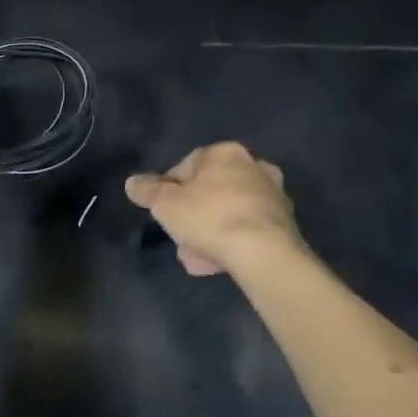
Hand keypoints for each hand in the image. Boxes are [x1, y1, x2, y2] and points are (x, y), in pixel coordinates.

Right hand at [125, 142, 302, 275]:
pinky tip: (217, 263)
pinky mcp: (285, 224)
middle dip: (193, 215)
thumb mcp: (165, 204)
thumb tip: (132, 183)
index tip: (162, 212)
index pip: (186, 166)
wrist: (264, 253)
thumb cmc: (209, 217)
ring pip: (229, 212)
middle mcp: (253, 166)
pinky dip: (232, 243)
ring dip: (210, 233)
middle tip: (180, 238)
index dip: (169, 190)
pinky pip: (247, 230)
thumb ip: (147, 191)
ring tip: (195, 259)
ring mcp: (273, 196)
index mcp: (224, 153)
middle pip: (211, 191)